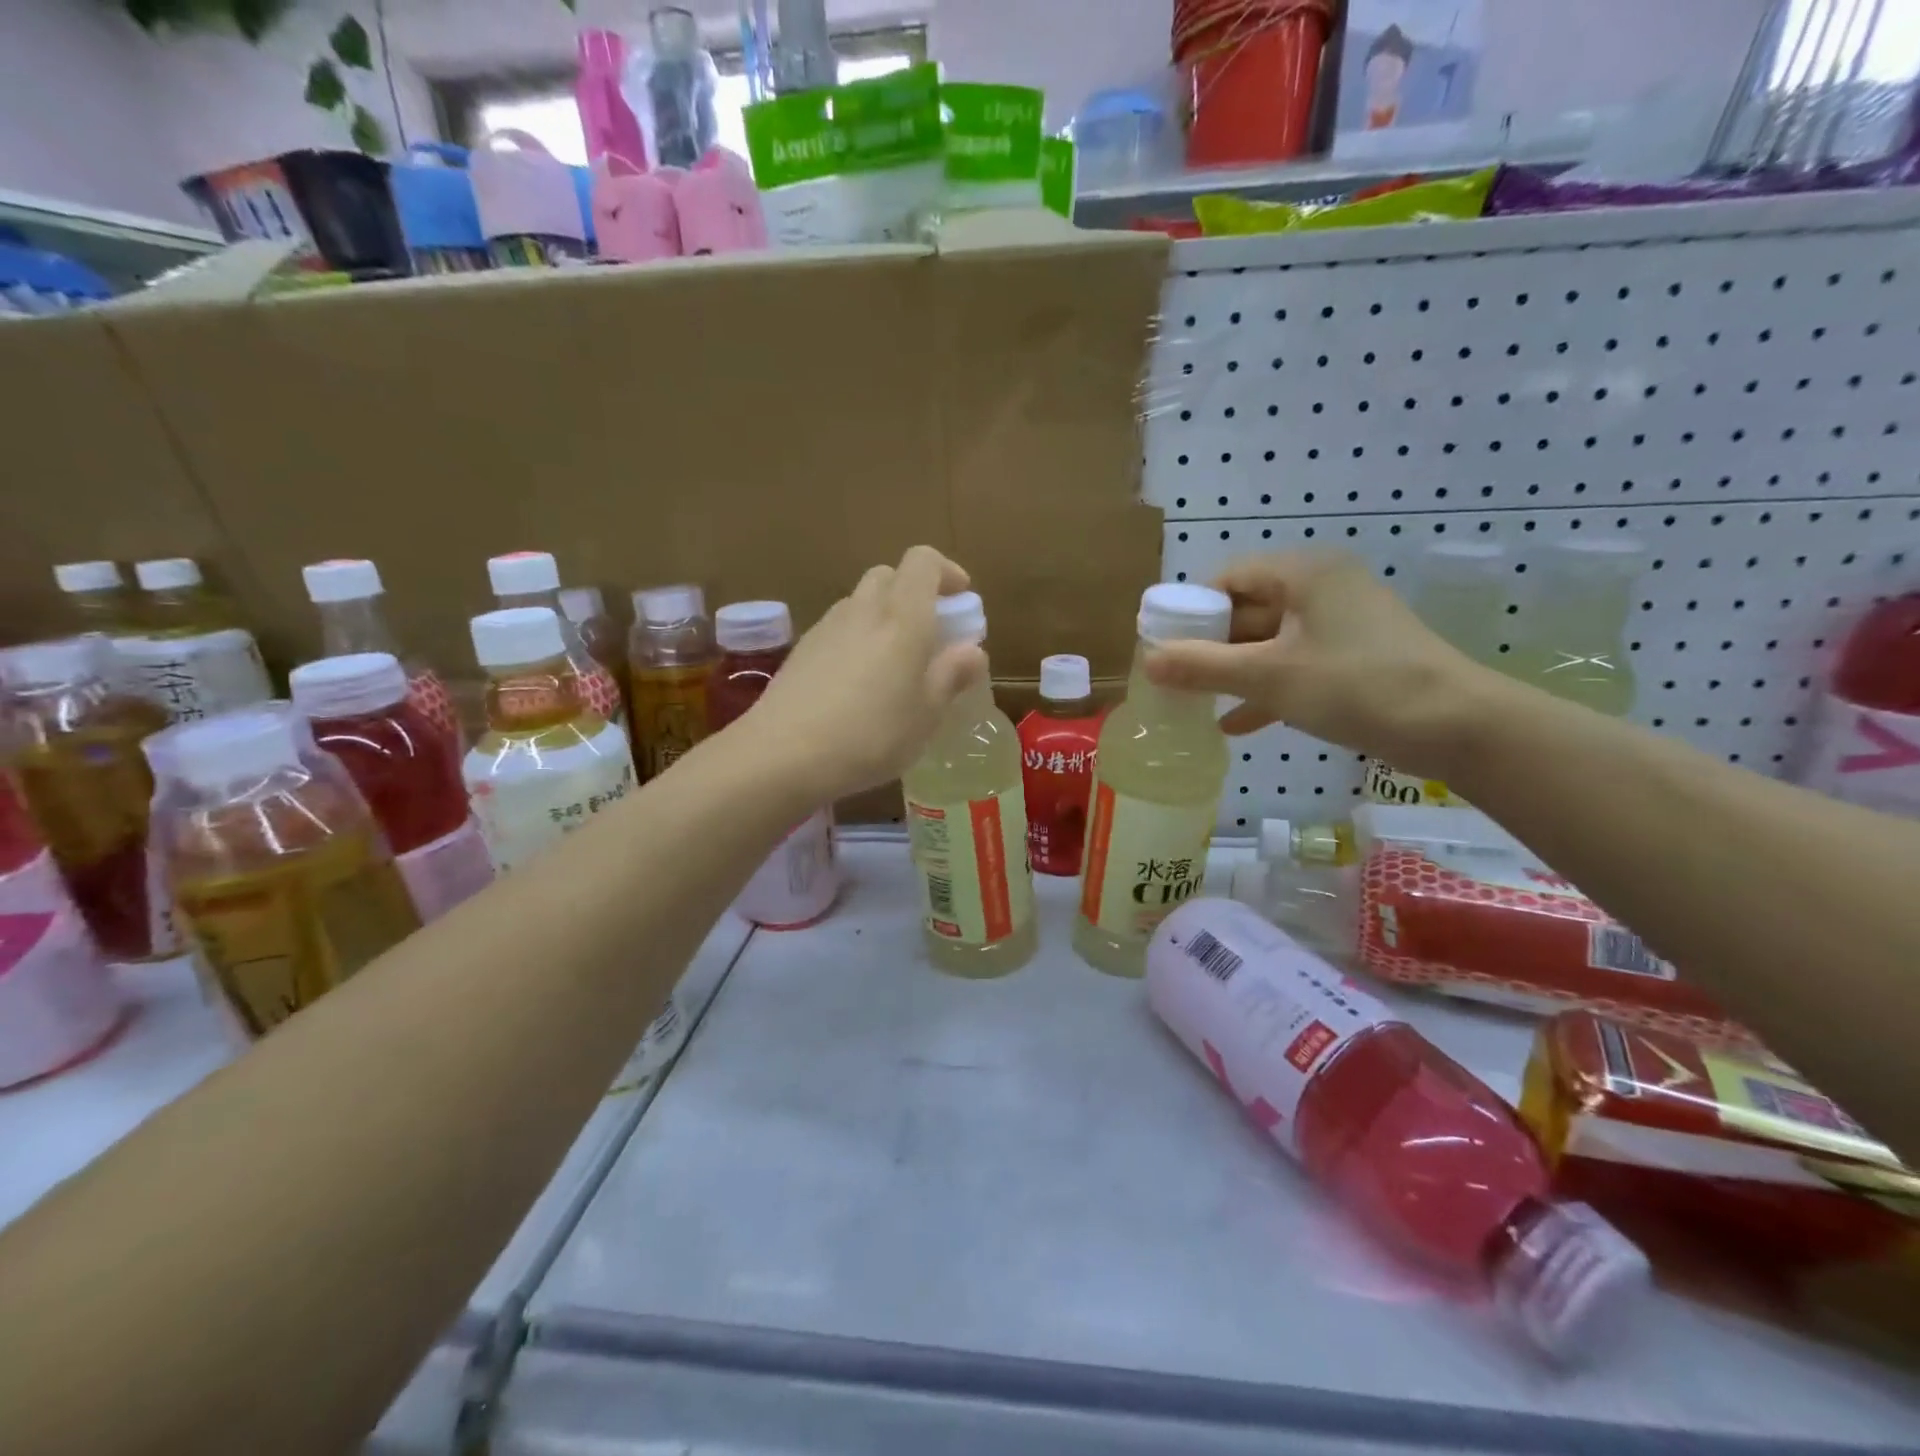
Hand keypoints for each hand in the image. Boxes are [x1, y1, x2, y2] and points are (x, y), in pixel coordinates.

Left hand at [746, 546, 987, 800]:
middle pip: (889, 576)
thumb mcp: (926, 714)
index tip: (961, 599)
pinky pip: (838, 630)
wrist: (782, 754)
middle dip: (914, 594)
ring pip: (861, 602)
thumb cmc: (870, 735)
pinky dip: (857, 640)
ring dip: (884, 618)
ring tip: (893, 666)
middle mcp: (863, 609)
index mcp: (902, 617)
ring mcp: (826, 627)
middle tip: (929, 635)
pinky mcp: (801, 651)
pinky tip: (857, 686)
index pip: (923, 561)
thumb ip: (951, 675)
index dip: (945, 572)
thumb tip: (972, 650)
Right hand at [1143, 551, 1499, 779]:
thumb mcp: (1269, 676)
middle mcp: (1321, 588)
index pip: (1228, 579)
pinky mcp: (1354, 658)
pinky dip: (1266, 690)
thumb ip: (1203, 667)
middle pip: (1247, 610)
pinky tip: (1235, 724)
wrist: (1457, 726)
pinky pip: (1295, 665)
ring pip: (1269, 643)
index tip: (1164, 647)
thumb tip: (1147, 661)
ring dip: (1233, 673)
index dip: (1191, 611)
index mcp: (1303, 573)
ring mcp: (1341, 624)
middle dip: (1209, 648)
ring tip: (1194, 703)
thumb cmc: (1355, 685)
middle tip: (1174, 680)